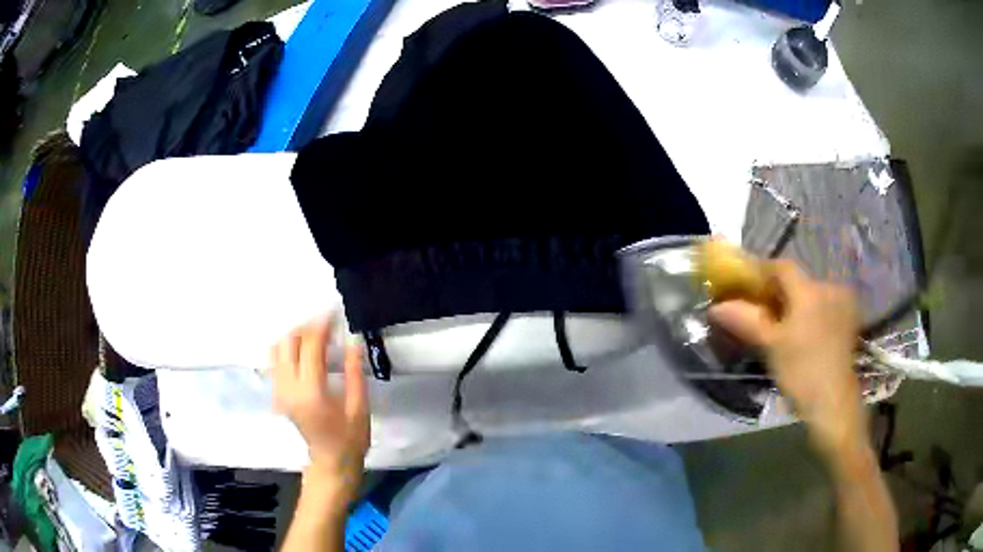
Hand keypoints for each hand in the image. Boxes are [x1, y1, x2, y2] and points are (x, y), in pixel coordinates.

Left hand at [271, 318, 369, 496]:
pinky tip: (301, 349)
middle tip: (326, 323)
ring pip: (277, 348)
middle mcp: (289, 388)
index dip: (321, 325)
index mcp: (311, 392)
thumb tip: (353, 339)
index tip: (334, 313)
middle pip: (288, 342)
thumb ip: (354, 372)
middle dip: (306, 326)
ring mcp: (279, 391)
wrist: (330, 462)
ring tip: (314, 335)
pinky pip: (274, 361)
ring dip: (294, 335)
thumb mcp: (359, 407)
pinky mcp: (277, 394)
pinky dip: (286, 348)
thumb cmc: (350, 438)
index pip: (310, 346)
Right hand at [710, 260, 865, 456]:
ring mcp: (842, 303)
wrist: (834, 402)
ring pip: (811, 293)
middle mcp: (828, 288)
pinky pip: (825, 305)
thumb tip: (716, 307)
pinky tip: (805, 333)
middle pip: (797, 280)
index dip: (761, 272)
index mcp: (808, 290)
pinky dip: (811, 312)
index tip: (746, 287)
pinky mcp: (849, 319)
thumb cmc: (801, 372)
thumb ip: (746, 320)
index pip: (781, 267)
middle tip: (761, 311)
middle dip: (778, 291)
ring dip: (795, 303)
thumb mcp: (770, 346)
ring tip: (783, 326)